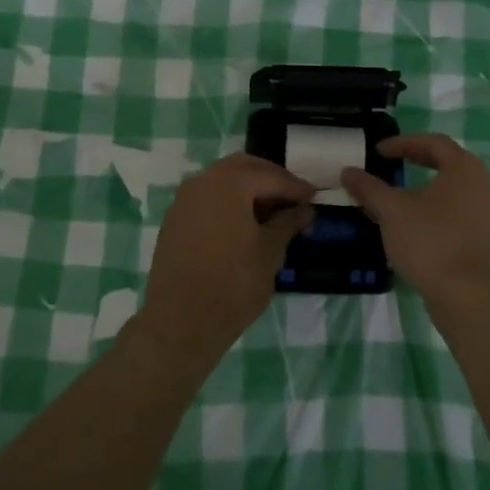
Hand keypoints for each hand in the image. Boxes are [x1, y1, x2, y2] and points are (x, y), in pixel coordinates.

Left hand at [137, 154, 313, 366]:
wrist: (179, 322)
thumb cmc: (232, 285)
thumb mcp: (270, 253)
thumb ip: (288, 223)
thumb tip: (304, 210)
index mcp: (229, 182)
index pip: (270, 176)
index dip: (295, 187)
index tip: (314, 197)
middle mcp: (203, 180)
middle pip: (244, 167)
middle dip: (270, 179)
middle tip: (293, 199)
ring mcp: (184, 198)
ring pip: (223, 180)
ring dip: (248, 189)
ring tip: (271, 213)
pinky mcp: (175, 218)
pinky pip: (207, 197)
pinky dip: (228, 201)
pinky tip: (243, 224)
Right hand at [341, 134, 489, 305]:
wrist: (468, 297)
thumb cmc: (430, 241)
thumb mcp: (391, 210)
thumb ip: (369, 187)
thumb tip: (347, 171)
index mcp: (463, 168)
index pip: (433, 142)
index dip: (403, 142)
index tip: (378, 151)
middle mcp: (481, 184)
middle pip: (445, 162)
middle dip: (415, 161)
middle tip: (390, 164)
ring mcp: (486, 213)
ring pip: (450, 190)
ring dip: (422, 188)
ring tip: (396, 196)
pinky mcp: (483, 239)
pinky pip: (455, 212)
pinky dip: (432, 210)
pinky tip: (411, 225)